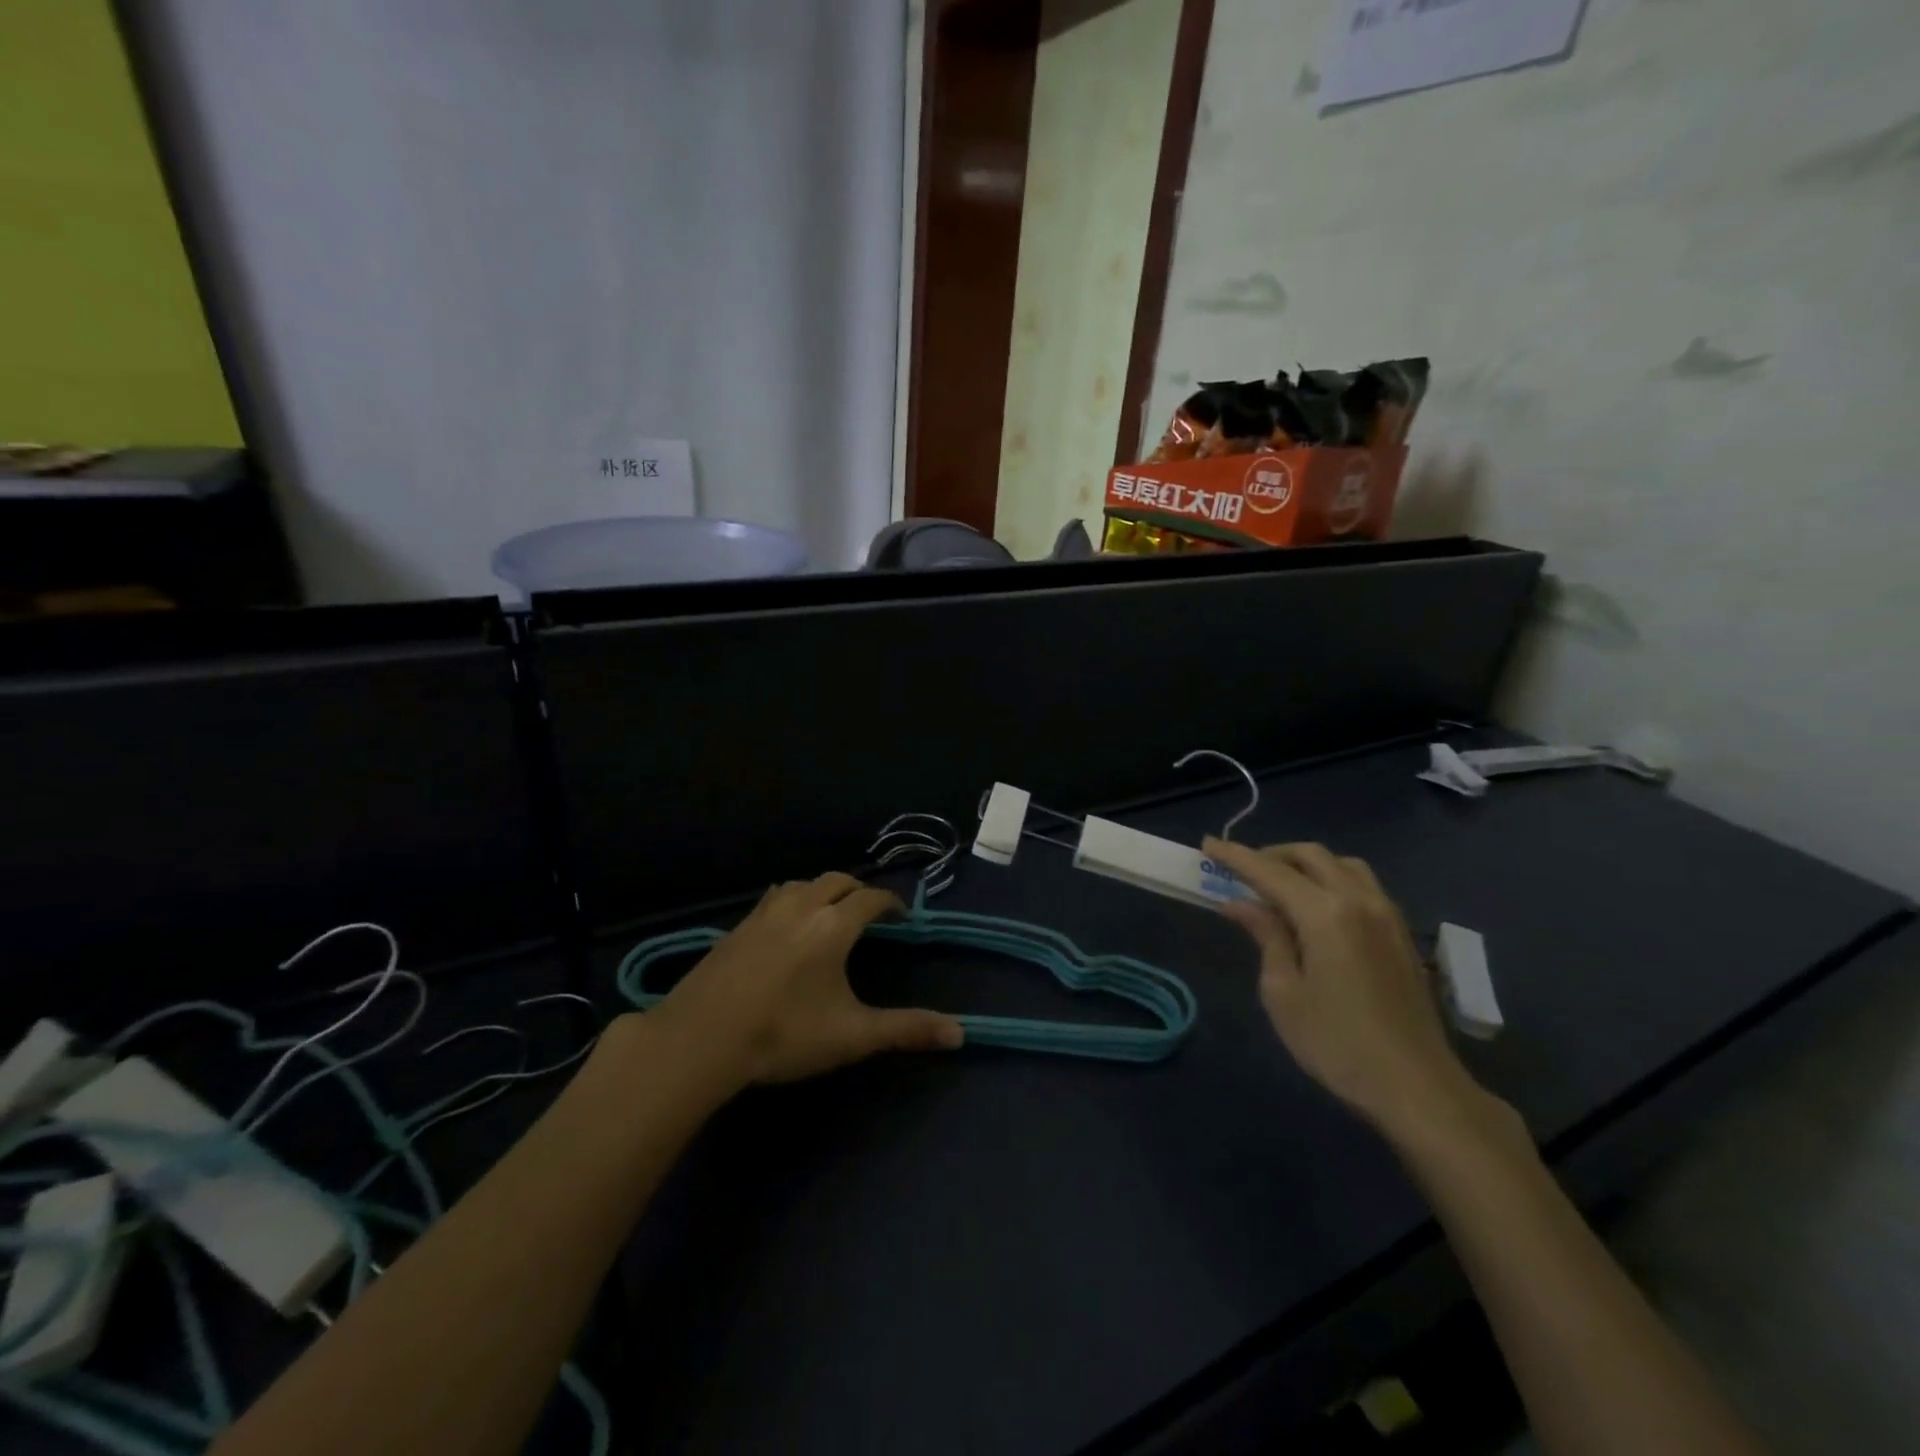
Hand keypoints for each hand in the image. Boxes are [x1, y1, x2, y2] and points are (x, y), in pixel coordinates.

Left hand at [650, 872, 963, 1088]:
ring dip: (822, 891)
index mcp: (833, 926)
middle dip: (857, 890)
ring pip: (801, 885)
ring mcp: (763, 914)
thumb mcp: (852, 1036)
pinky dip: (791, 901)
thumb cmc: (783, 1034)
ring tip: (828, 912)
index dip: (889, 903)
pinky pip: (773, 898)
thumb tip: (960, 1033)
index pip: (870, 899)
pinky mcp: (736, 927)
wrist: (700, 1038)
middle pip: (836, 881)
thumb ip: (906, 1030)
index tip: (900, 915)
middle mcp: (801, 907)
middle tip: (868, 912)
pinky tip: (785, 927)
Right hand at [1204, 839, 1483, 1138]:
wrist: (1417, 1088)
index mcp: (1325, 914)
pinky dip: (1332, 880)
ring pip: (1342, 865)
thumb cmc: (1337, 1044)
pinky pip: (1362, 885)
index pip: (1270, 871)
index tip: (1207, 844)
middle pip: (1311, 855)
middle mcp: (1359, 901)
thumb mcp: (1284, 992)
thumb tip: (1239, 903)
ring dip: (1306, 864)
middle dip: (1271, 855)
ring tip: (1279, 887)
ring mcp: (1387, 915)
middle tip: (1241, 871)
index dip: (1235, 856)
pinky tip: (1317, 909)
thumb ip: (1265, 936)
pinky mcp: (1401, 933)